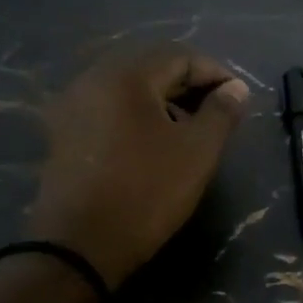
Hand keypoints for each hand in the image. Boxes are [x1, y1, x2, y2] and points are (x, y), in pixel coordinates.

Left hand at [28, 45, 249, 287]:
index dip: (215, 73)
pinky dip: (137, 116)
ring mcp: (72, 106)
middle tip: (218, 112)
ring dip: (164, 101)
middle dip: (189, 85)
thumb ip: (221, 113)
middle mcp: (92, 79)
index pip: (179, 56)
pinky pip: (109, 109)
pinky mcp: (63, 133)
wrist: (79, 246)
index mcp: (125, 76)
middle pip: (150, 67)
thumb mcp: (197, 152)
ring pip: (128, 88)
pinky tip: (154, 143)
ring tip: (190, 129)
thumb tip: (236, 88)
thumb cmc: (146, 193)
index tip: (239, 99)